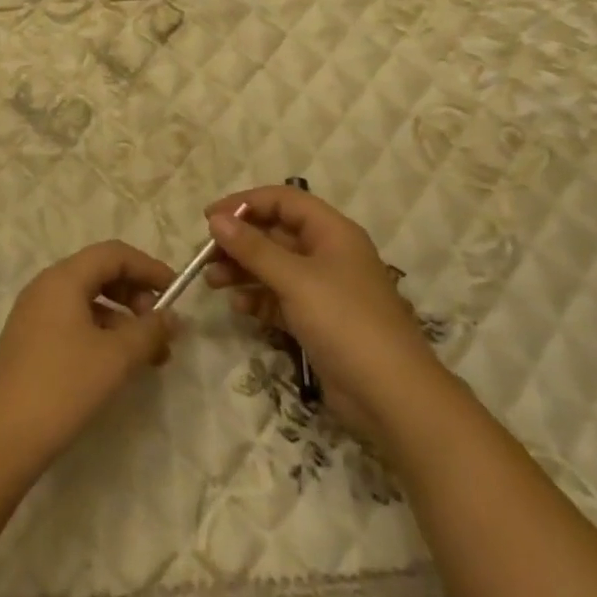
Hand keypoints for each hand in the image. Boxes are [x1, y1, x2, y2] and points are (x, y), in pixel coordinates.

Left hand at [0, 241, 175, 473]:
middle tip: (161, 326)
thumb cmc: (62, 386)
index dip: (148, 267)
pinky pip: (74, 321)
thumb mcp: (116, 358)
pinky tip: (117, 364)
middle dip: (136, 294)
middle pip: (100, 273)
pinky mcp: (30, 342)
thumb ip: (149, 331)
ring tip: (149, 354)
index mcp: (63, 278)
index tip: (177, 292)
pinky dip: (102, 333)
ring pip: (88, 300)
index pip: (114, 254)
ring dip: (123, 319)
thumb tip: (172, 318)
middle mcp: (46, 287)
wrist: (0, 440)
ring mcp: (34, 314)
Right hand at [203, 186, 439, 444]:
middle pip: (275, 234)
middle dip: (240, 241)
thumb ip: (253, 248)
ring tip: (212, 281)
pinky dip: (258, 298)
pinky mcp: (317, 321)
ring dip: (243, 270)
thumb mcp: (295, 279)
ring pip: (274, 267)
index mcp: (332, 231)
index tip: (210, 218)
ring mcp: (323, 289)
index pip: (283, 200)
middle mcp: (328, 253)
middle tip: (205, 256)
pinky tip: (238, 306)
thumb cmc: (345, 322)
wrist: (391, 396)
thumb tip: (216, 219)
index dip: (245, 203)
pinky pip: (280, 298)